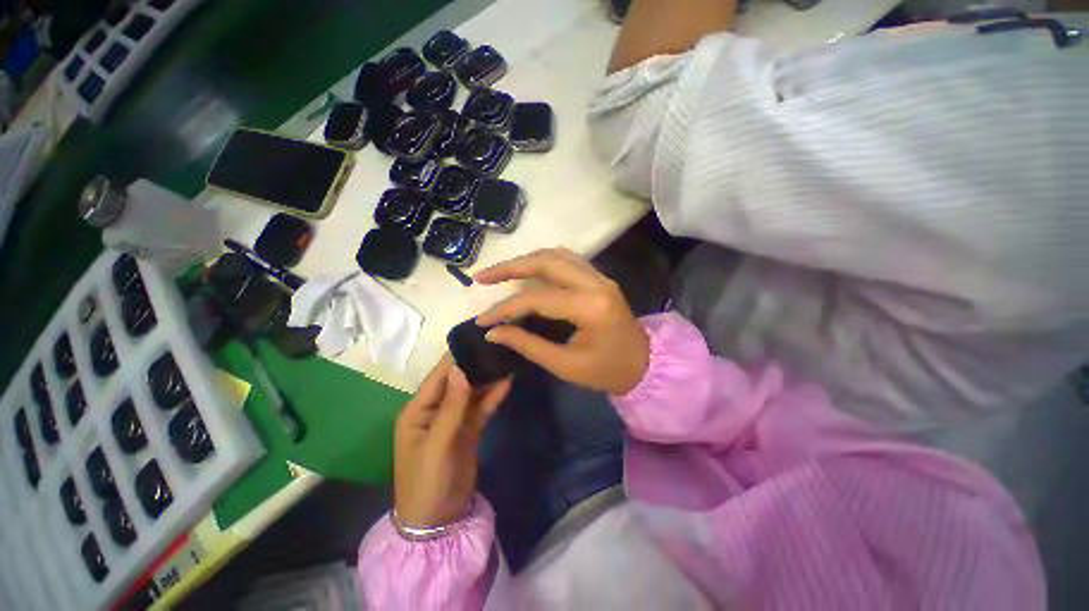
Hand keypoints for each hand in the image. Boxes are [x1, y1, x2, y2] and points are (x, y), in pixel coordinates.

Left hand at [394, 357, 510, 527]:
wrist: (439, 521)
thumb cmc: (427, 482)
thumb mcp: (437, 444)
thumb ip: (451, 406)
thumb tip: (459, 369)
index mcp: (418, 410)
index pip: (438, 377)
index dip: (455, 358)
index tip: (476, 338)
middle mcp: (435, 410)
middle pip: (457, 381)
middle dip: (475, 365)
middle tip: (497, 346)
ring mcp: (454, 419)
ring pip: (472, 392)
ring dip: (487, 378)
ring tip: (505, 359)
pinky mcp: (469, 429)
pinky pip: (482, 407)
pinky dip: (493, 396)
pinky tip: (507, 382)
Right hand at [475, 248, 649, 394]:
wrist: (644, 364)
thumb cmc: (607, 371)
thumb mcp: (565, 365)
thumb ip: (528, 345)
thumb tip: (493, 332)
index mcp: (590, 307)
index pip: (537, 299)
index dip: (505, 308)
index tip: (483, 320)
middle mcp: (596, 282)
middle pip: (546, 262)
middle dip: (510, 267)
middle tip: (482, 277)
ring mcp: (600, 276)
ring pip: (555, 255)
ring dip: (525, 260)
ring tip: (500, 272)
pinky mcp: (599, 278)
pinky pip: (566, 260)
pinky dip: (542, 262)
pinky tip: (527, 271)